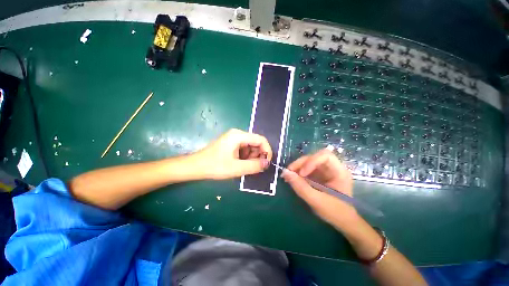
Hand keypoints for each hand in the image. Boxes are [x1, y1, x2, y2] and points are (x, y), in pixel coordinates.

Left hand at [194, 129, 272, 179]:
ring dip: (252, 157)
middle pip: (256, 142)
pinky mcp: (231, 144)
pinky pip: (244, 149)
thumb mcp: (236, 168)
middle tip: (256, 168)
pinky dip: (246, 157)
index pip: (260, 139)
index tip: (267, 163)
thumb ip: (254, 166)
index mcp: (239, 136)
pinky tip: (241, 164)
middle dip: (259, 155)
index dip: (267, 151)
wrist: (195, 167)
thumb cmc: (214, 166)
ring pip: (251, 147)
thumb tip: (267, 163)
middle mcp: (237, 134)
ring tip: (246, 167)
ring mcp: (234, 139)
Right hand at [282, 148, 358, 227]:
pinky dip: (297, 172)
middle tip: (289, 172)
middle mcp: (332, 167)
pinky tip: (292, 178)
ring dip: (297, 167)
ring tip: (287, 176)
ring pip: (308, 161)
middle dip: (301, 163)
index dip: (311, 161)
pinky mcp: (319, 174)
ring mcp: (325, 170)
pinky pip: (306, 168)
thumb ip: (301, 187)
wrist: (342, 221)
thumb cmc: (335, 212)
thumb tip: (285, 172)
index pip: (325, 155)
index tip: (302, 174)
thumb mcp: (317, 201)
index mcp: (339, 172)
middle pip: (314, 156)